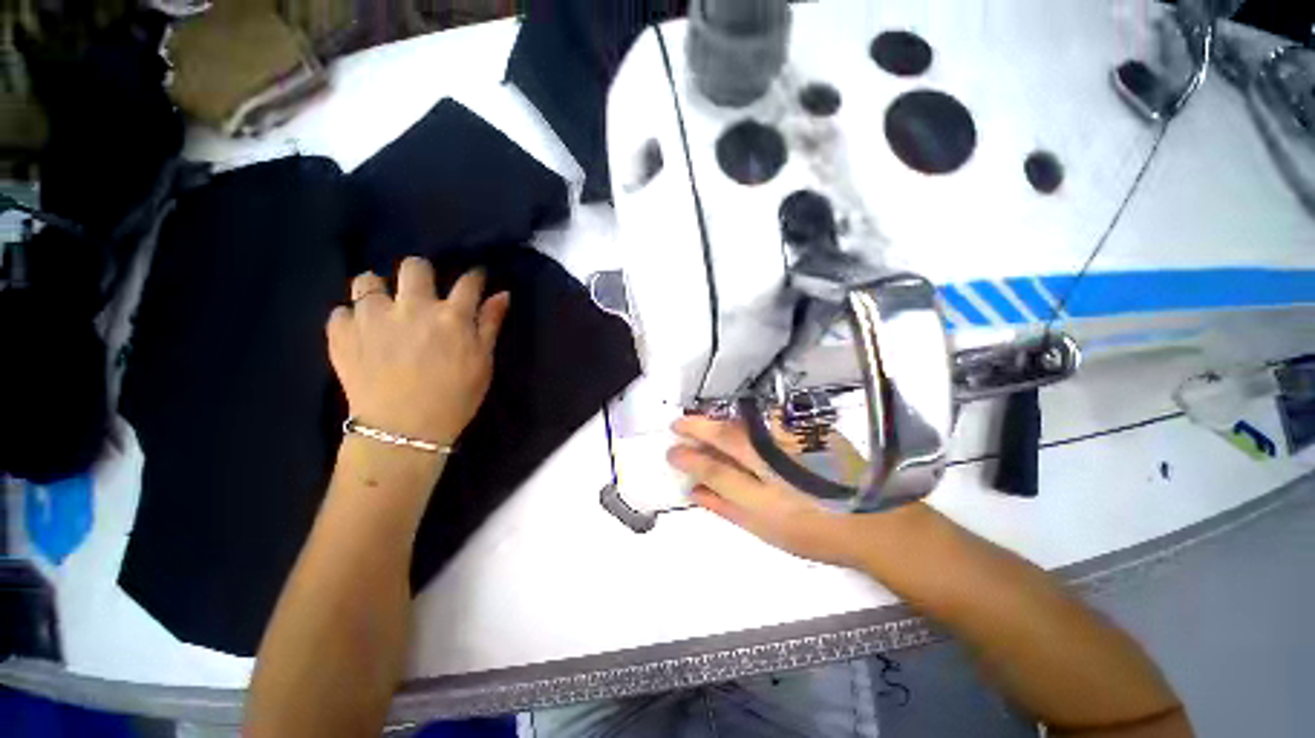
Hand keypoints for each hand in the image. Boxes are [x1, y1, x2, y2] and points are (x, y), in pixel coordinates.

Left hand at [328, 257, 510, 446]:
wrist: (404, 431)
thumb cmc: (455, 397)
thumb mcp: (483, 362)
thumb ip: (490, 324)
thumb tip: (502, 294)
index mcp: (451, 316)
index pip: (468, 282)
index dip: (474, 276)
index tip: (475, 278)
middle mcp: (411, 307)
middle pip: (414, 266)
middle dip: (422, 273)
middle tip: (423, 292)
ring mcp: (371, 318)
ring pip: (367, 280)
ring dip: (378, 290)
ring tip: (383, 309)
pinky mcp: (341, 333)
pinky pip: (341, 311)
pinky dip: (352, 319)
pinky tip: (362, 335)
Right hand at [667, 415, 922, 567]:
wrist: (876, 522)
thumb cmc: (816, 533)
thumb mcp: (765, 529)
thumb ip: (726, 507)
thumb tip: (693, 491)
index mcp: (766, 495)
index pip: (715, 470)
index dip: (689, 458)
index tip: (671, 449)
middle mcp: (779, 462)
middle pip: (728, 437)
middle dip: (697, 427)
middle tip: (677, 424)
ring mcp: (795, 440)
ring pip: (746, 423)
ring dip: (718, 420)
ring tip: (699, 422)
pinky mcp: (811, 428)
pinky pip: (767, 419)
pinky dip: (746, 419)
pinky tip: (736, 422)